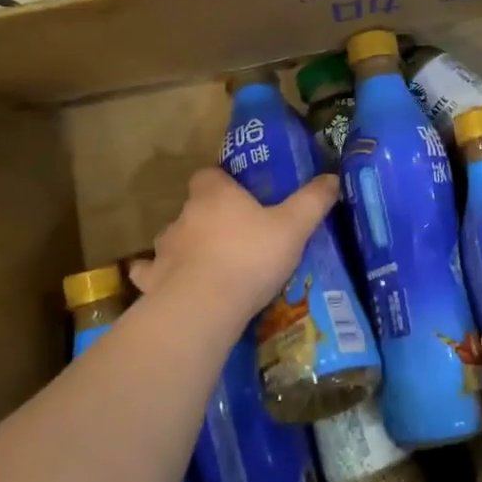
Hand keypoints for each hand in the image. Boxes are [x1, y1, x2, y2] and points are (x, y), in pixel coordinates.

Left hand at [130, 168, 338, 331]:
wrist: (203, 307)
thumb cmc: (249, 257)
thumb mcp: (293, 227)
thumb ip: (313, 201)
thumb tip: (332, 177)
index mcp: (215, 195)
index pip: (208, 174)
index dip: (221, 181)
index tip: (238, 193)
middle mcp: (184, 215)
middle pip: (192, 207)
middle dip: (208, 217)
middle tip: (234, 235)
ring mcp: (164, 249)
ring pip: (172, 239)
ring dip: (185, 246)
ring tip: (208, 264)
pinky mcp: (152, 281)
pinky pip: (149, 273)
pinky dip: (156, 276)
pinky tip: (168, 285)